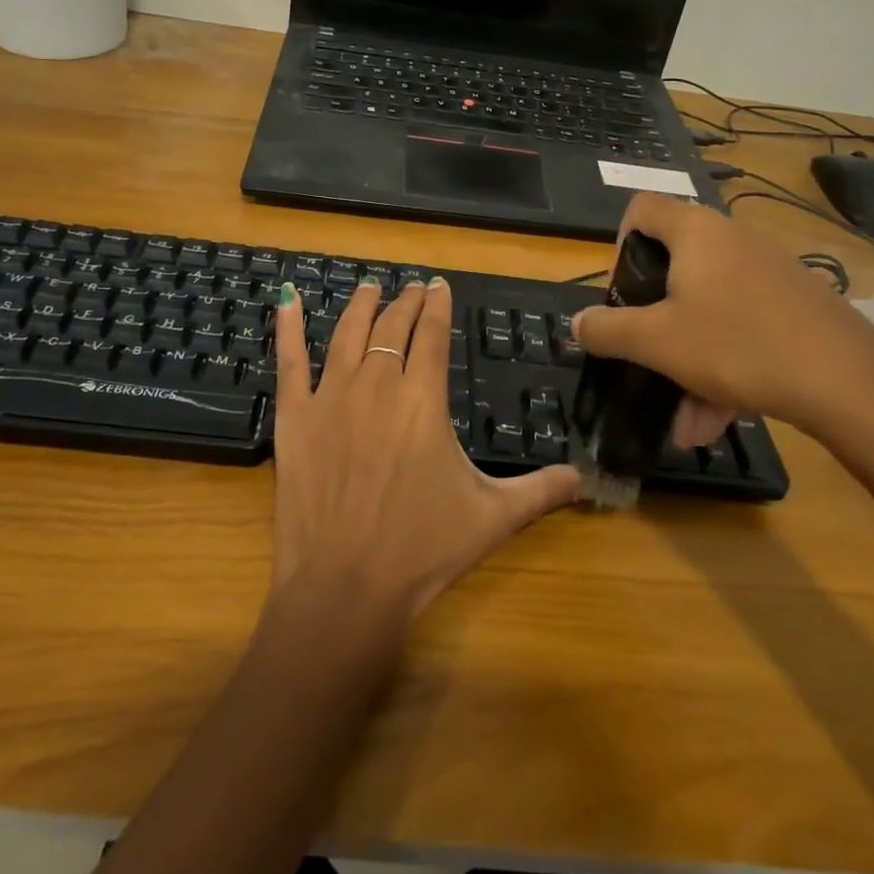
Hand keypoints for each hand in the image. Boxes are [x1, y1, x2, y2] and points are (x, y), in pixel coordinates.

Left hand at [270, 276, 581, 620]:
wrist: (346, 588)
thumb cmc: (423, 550)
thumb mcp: (493, 517)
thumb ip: (541, 489)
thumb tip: (586, 478)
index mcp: (423, 400)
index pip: (433, 335)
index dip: (437, 306)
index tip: (439, 286)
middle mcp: (377, 385)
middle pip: (393, 327)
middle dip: (406, 302)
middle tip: (413, 287)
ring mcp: (330, 397)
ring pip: (348, 334)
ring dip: (362, 306)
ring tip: (371, 286)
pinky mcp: (294, 416)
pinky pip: (289, 360)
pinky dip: (287, 327)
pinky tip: (287, 300)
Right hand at [572, 194, 873, 449]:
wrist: (849, 382)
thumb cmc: (737, 345)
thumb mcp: (656, 342)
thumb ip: (607, 329)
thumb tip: (576, 323)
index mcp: (695, 232)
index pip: (642, 207)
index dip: (620, 242)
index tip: (623, 289)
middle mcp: (732, 239)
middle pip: (675, 266)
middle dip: (655, 321)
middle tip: (646, 353)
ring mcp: (769, 270)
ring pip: (709, 308)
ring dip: (688, 361)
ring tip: (686, 423)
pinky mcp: (796, 303)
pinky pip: (743, 325)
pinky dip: (724, 365)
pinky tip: (720, 418)